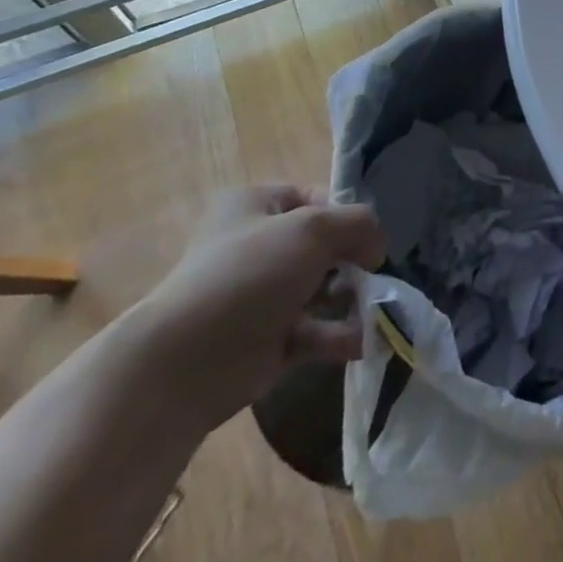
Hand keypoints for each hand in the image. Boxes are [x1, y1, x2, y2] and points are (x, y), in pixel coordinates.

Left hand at [134, 185, 384, 429]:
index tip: (369, 235)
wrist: (184, 364)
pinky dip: (338, 336)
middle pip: (320, 245)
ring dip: (352, 299)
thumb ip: (358, 224)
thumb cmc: (250, 275)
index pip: (314, 197)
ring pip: (319, 290)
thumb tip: (376, 246)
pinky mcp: (264, 343)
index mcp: (254, 206)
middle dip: (353, 260)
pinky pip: (312, 332)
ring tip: (378, 309)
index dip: (346, 213)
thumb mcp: (314, 228)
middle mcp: (254, 247)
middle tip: (376, 274)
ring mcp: (258, 298)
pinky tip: (364, 341)